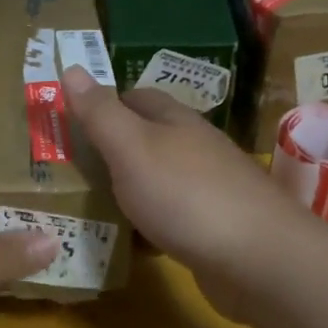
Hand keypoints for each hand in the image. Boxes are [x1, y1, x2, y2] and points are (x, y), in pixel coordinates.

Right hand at [60, 67, 315, 320]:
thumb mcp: (132, 147)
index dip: (102, 105)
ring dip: (127, 190)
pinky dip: (147, 227)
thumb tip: (71, 67)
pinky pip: (170, 219)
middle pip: (146, 139)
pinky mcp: (214, 229)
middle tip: (67, 170)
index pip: (134, 97)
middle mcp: (194, 147)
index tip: (68, 124)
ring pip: (157, 180)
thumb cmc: (187, 195)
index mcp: (175, 120)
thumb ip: (100, 112)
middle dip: (110, 151)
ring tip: (86, 207)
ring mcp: (208, 189)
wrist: (260, 260)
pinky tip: (129, 244)